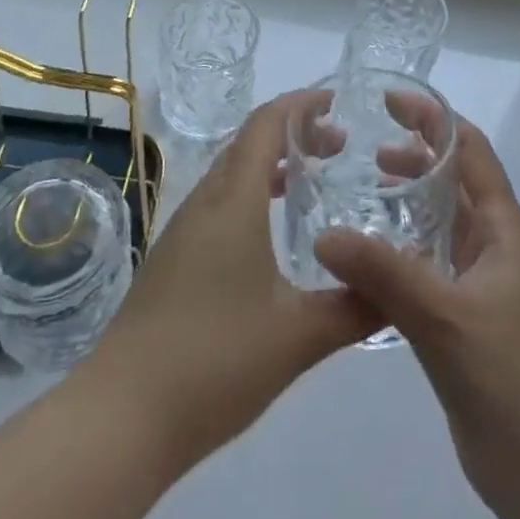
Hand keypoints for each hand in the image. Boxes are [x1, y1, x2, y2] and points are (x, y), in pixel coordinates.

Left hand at [80, 92, 380, 469]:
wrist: (122, 416)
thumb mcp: (298, 337)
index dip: (300, 105)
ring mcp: (182, 231)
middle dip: (292, 134)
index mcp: (233, 201)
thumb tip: (397, 287)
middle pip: (247, 143)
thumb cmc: (214, 360)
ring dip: (270, 165)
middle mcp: (204, 203)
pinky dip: (252, 195)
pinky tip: (271, 235)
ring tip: (311, 181)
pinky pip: (218, 204)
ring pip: (231, 174)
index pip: (265, 125)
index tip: (335, 102)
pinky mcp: (172, 260)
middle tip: (337, 146)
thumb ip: (354, 307)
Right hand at [313, 117, 519, 518]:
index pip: (470, 151)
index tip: (388, 102)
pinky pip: (428, 263)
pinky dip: (401, 246)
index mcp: (502, 228)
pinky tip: (366, 255)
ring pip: (439, 222)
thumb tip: (325, 233)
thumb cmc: (510, 379)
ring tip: (360, 189)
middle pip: (453, 181)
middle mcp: (493, 245)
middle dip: (415, 155)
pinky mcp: (463, 317)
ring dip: (407, 200)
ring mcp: (479, 282)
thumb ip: (384, 273)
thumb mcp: (445, 317)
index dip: (433, 120)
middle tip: (362, 146)